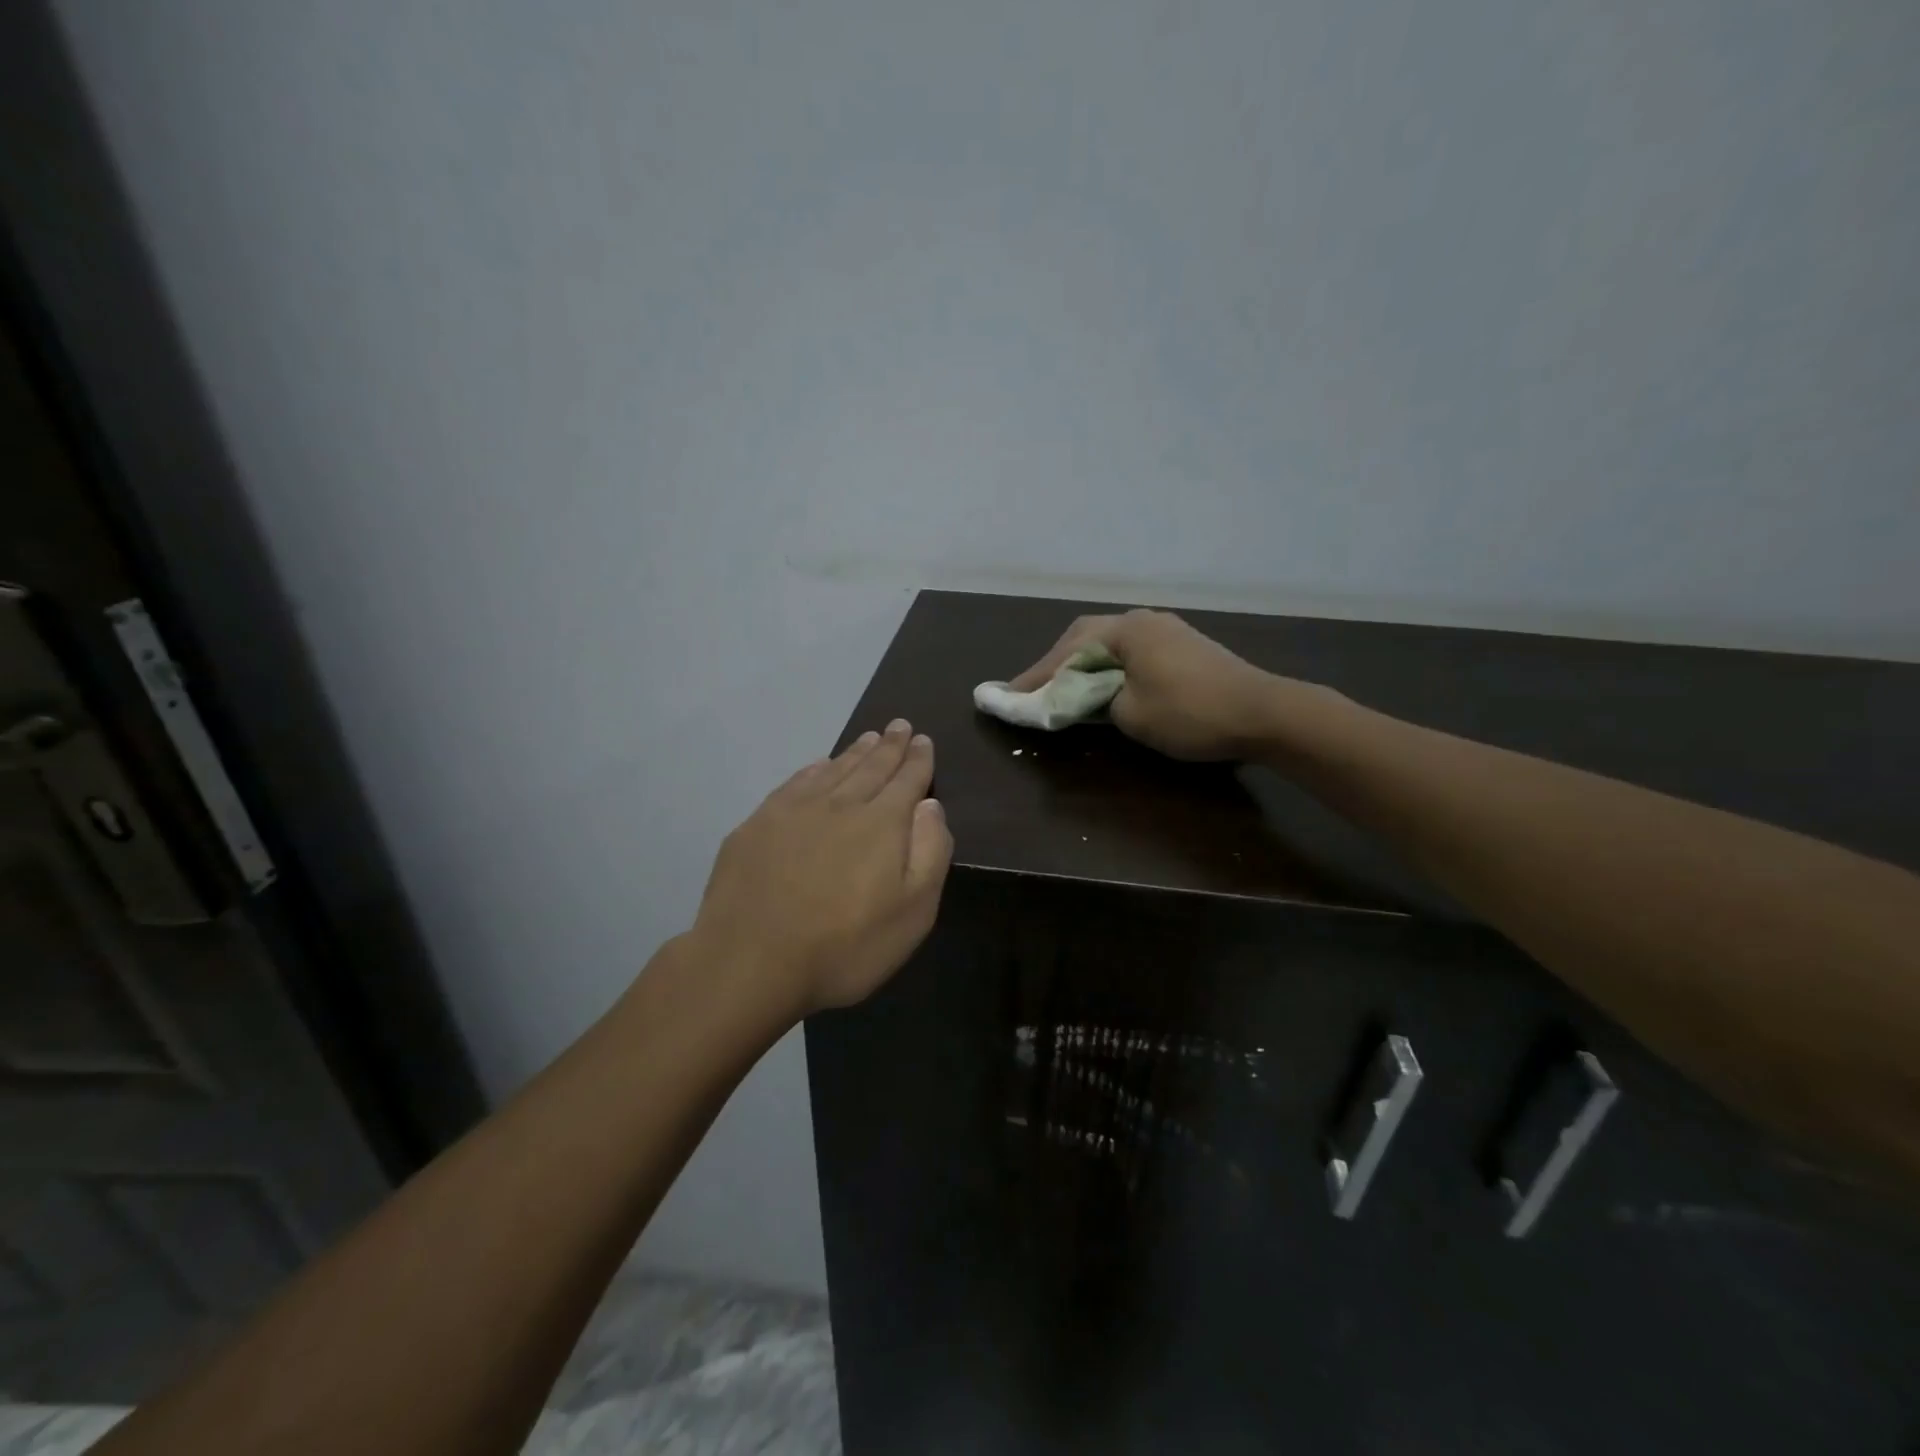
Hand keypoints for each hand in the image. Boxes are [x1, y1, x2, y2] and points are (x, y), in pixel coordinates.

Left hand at [691, 720, 952, 1017]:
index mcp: (881, 823)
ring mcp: (793, 811)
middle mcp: (840, 804)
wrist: (751, 961)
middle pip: (871, 767)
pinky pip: (795, 783)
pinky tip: (818, 766)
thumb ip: (930, 852)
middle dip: (889, 746)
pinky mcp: (758, 825)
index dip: (918, 759)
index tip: (922, 739)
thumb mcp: (913, 912)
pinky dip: (814, 769)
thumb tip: (930, 805)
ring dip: (854, 752)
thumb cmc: (845, 946)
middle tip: (899, 725)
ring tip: (868, 737)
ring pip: (833, 770)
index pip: (907, 780)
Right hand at [1010, 608, 1285, 760]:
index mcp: (1126, 630)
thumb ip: (1095, 701)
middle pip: (1086, 636)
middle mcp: (1143, 620)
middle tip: (1034, 689)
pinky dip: (1109, 665)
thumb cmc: (1191, 713)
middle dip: (1057, 662)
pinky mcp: (1183, 644)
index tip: (1009, 695)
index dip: (1036, 675)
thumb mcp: (1131, 713)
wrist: (1265, 712)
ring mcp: (1166, 629)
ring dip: (1083, 662)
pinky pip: (1131, 649)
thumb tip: (1083, 697)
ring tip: (1064, 686)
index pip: (1067, 650)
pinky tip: (1105, 683)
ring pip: (1109, 641)